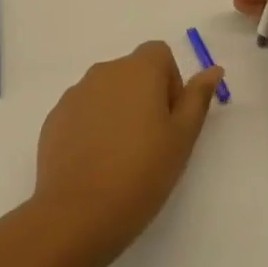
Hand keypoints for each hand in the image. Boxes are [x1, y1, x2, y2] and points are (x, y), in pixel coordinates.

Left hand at [32, 42, 224, 262]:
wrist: (78, 213)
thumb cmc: (142, 172)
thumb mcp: (182, 138)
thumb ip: (198, 98)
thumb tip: (213, 69)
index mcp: (138, 70)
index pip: (159, 53)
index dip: (170, 81)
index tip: (170, 119)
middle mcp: (104, 72)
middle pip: (132, 71)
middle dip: (145, 97)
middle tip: (151, 142)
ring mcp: (74, 94)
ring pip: (106, 92)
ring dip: (118, 111)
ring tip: (122, 156)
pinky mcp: (54, 118)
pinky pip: (82, 112)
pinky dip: (93, 127)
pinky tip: (96, 163)